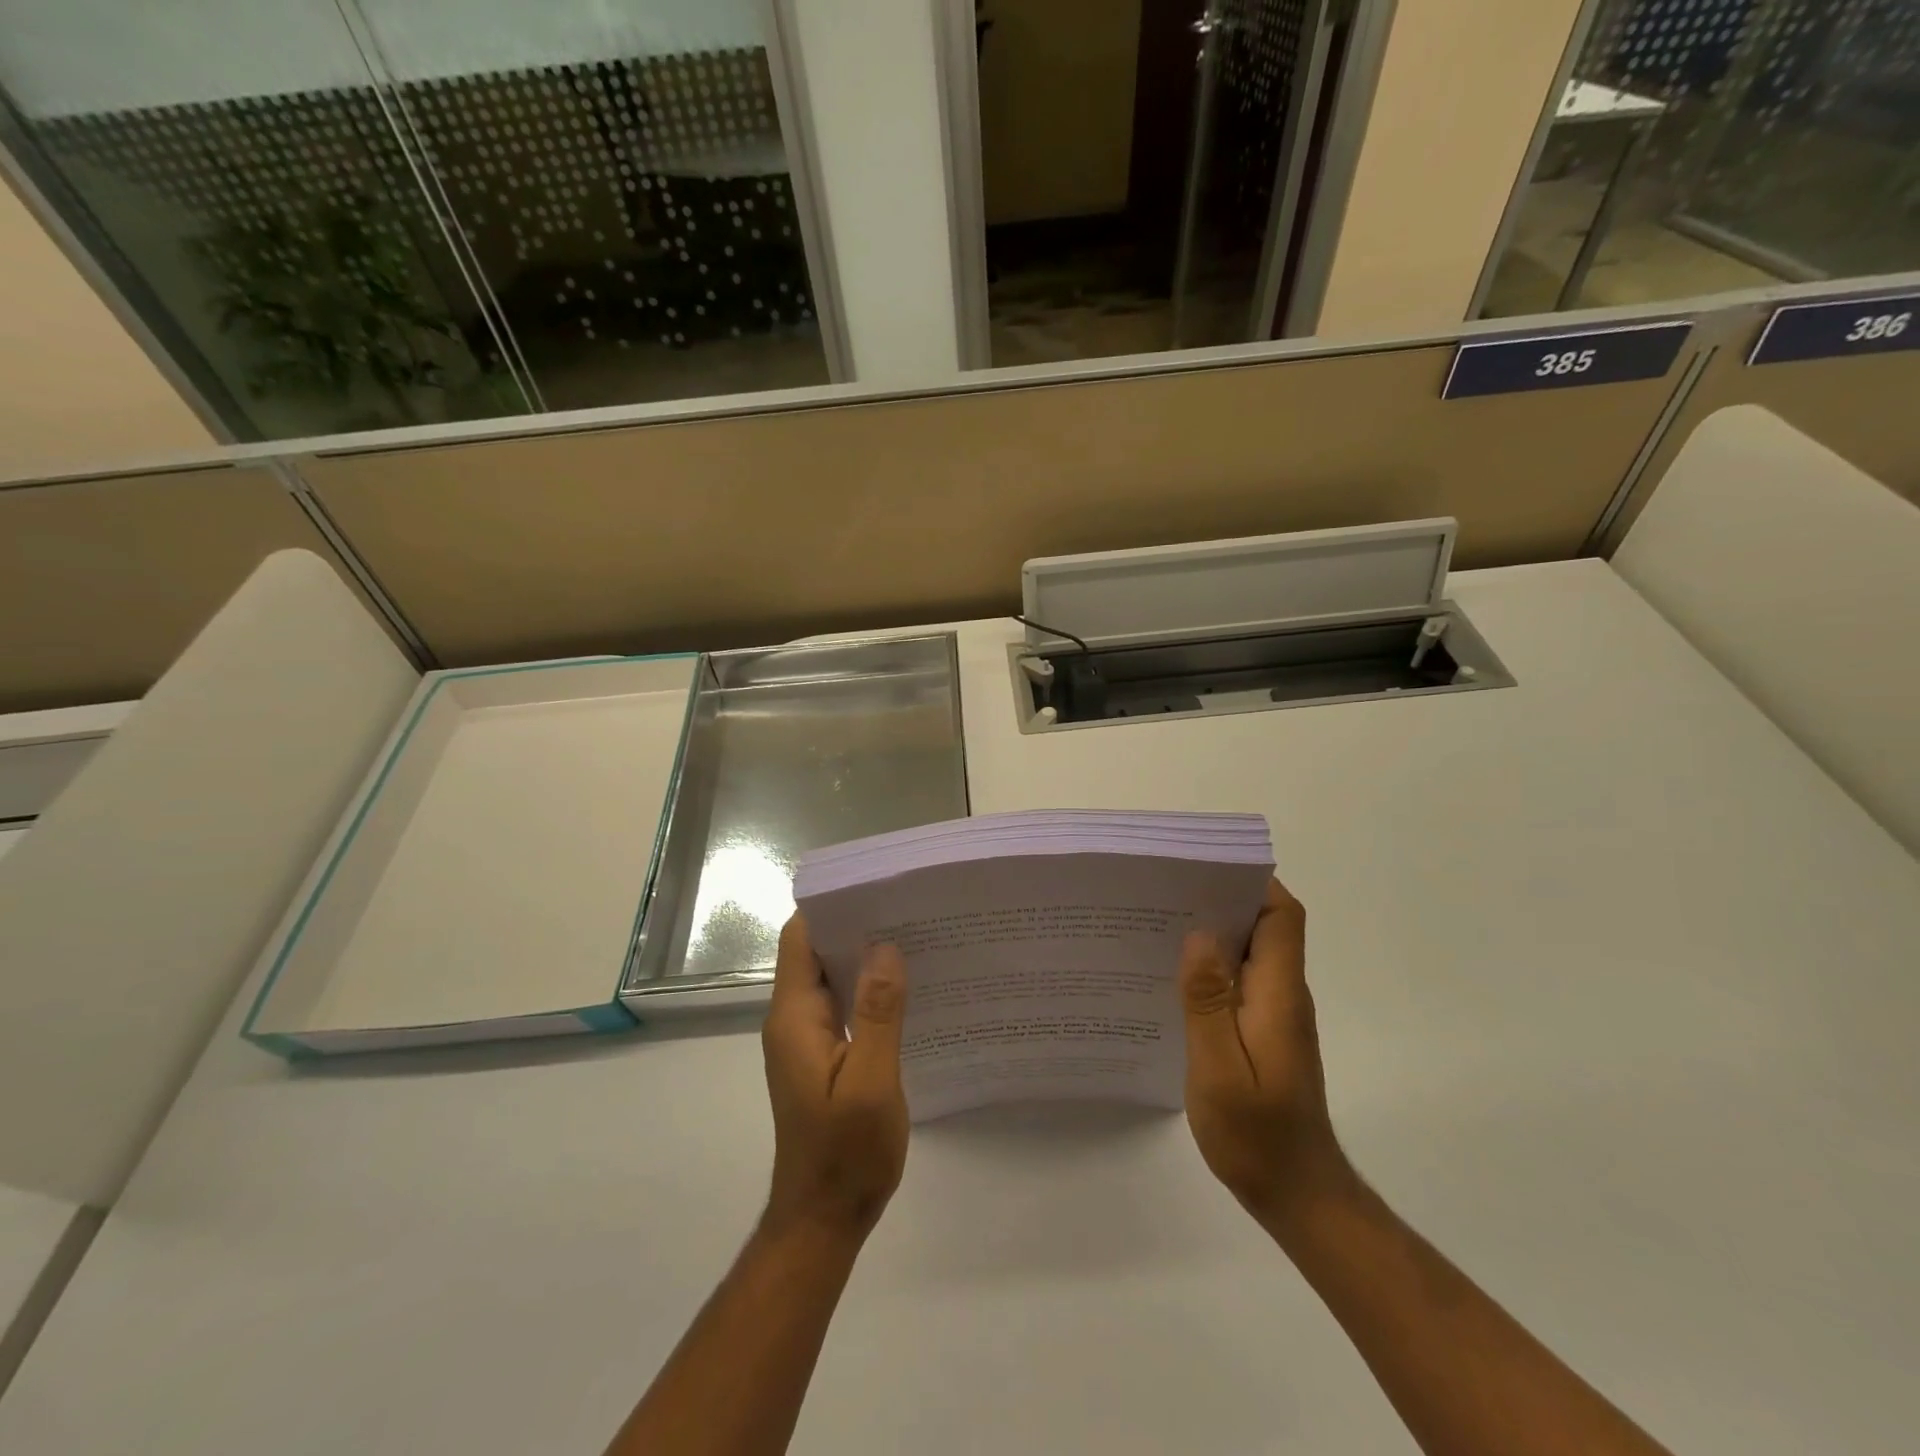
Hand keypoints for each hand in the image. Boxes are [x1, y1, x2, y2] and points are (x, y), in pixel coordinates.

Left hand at [762, 915, 909, 1240]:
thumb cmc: (846, 1155)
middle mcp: (793, 1020)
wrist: (823, 1221)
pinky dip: (867, 989)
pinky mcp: (820, 1057)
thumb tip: (886, 946)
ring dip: (863, 957)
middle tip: (906, 907)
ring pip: (830, 978)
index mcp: (795, 1017)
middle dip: (854, 925)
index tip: (874, 887)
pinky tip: (905, 988)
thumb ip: (879, 1013)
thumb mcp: (871, 1083)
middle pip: (815, 952)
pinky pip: (841, 1005)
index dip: (830, 906)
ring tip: (913, 937)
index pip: (800, 939)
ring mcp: (805, 1040)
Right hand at [1180, 878, 1351, 1224]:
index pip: (1281, 917)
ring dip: (1213, 932)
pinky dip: (1211, 966)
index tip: (1205, 868)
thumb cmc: (1257, 1135)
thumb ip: (1209, 1001)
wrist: (1296, 1194)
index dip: (1252, 883)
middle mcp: (1283, 995)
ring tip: (1159, 924)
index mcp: (1279, 995)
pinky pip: (1239, 980)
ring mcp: (1275, 1014)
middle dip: (1222, 899)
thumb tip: (1200, 935)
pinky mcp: (1263, 1031)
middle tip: (1166, 890)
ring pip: (1249, 952)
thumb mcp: (1220, 1069)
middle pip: (1265, 926)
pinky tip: (1172, 976)